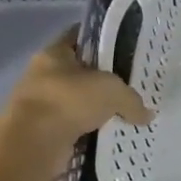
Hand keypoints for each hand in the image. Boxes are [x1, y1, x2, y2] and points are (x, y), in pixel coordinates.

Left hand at [2, 27, 152, 152]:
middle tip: (130, 88)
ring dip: (95, 110)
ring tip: (123, 116)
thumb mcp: (113, 91)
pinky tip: (108, 137)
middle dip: (102, 81)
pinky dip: (88, 133)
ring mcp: (38, 106)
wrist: (33, 143)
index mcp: (54, 54)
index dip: (101, 40)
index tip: (123, 49)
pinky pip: (72, 129)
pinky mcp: (40, 133)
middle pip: (78, 73)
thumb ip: (132, 100)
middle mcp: (42, 76)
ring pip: (75, 103)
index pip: (79, 37)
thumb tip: (147, 115)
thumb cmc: (69, 100)